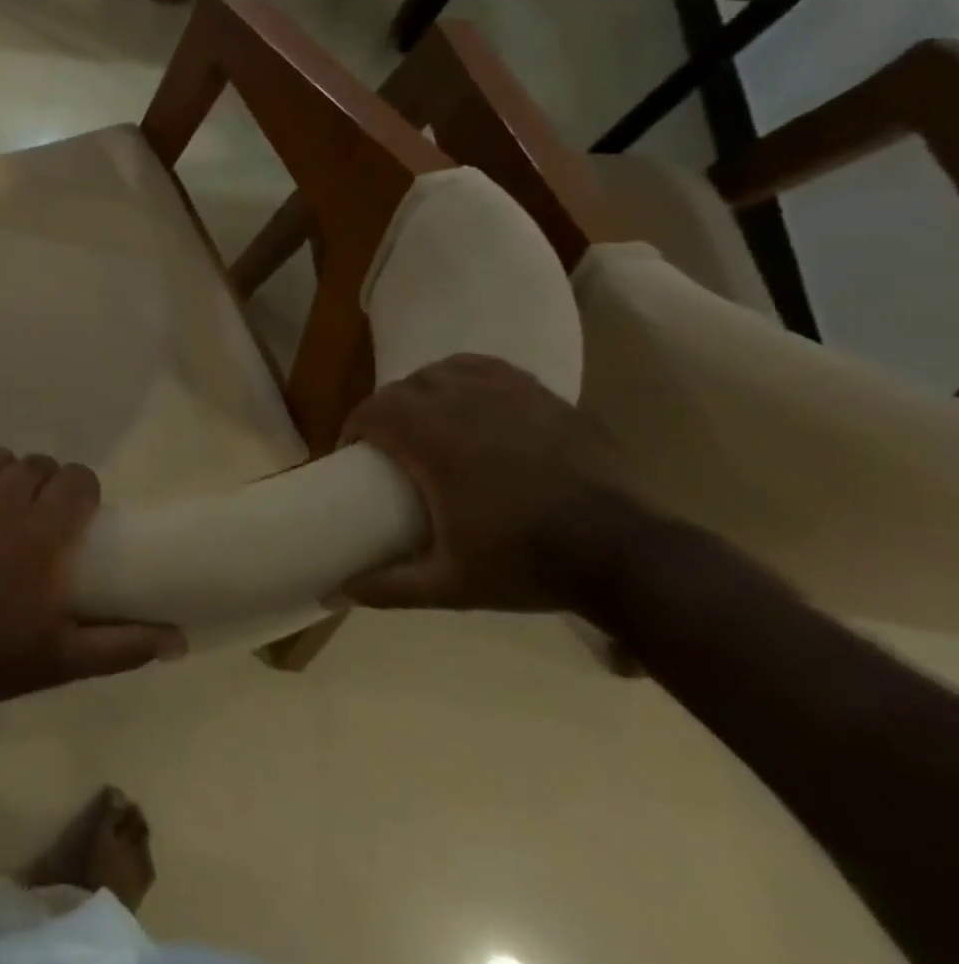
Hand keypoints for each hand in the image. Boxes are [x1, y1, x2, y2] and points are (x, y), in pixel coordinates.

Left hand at [0, 446, 186, 705]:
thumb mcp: (63, 659)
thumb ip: (123, 643)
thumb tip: (180, 639)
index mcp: (44, 531)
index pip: (78, 478)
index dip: (81, 490)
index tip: (76, 512)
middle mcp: (5, 497)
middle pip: (38, 465)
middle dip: (44, 484)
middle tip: (35, 516)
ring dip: (3, 475)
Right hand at [337, 355, 651, 612]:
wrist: (629, 556)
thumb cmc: (528, 563)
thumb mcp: (450, 584)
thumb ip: (389, 586)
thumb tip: (334, 593)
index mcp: (432, 439)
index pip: (371, 411)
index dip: (354, 428)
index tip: (354, 455)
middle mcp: (462, 403)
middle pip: (403, 388)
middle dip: (386, 412)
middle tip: (389, 446)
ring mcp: (506, 393)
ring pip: (443, 372)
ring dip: (424, 391)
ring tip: (428, 420)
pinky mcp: (542, 396)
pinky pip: (487, 369)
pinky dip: (467, 378)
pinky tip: (472, 400)